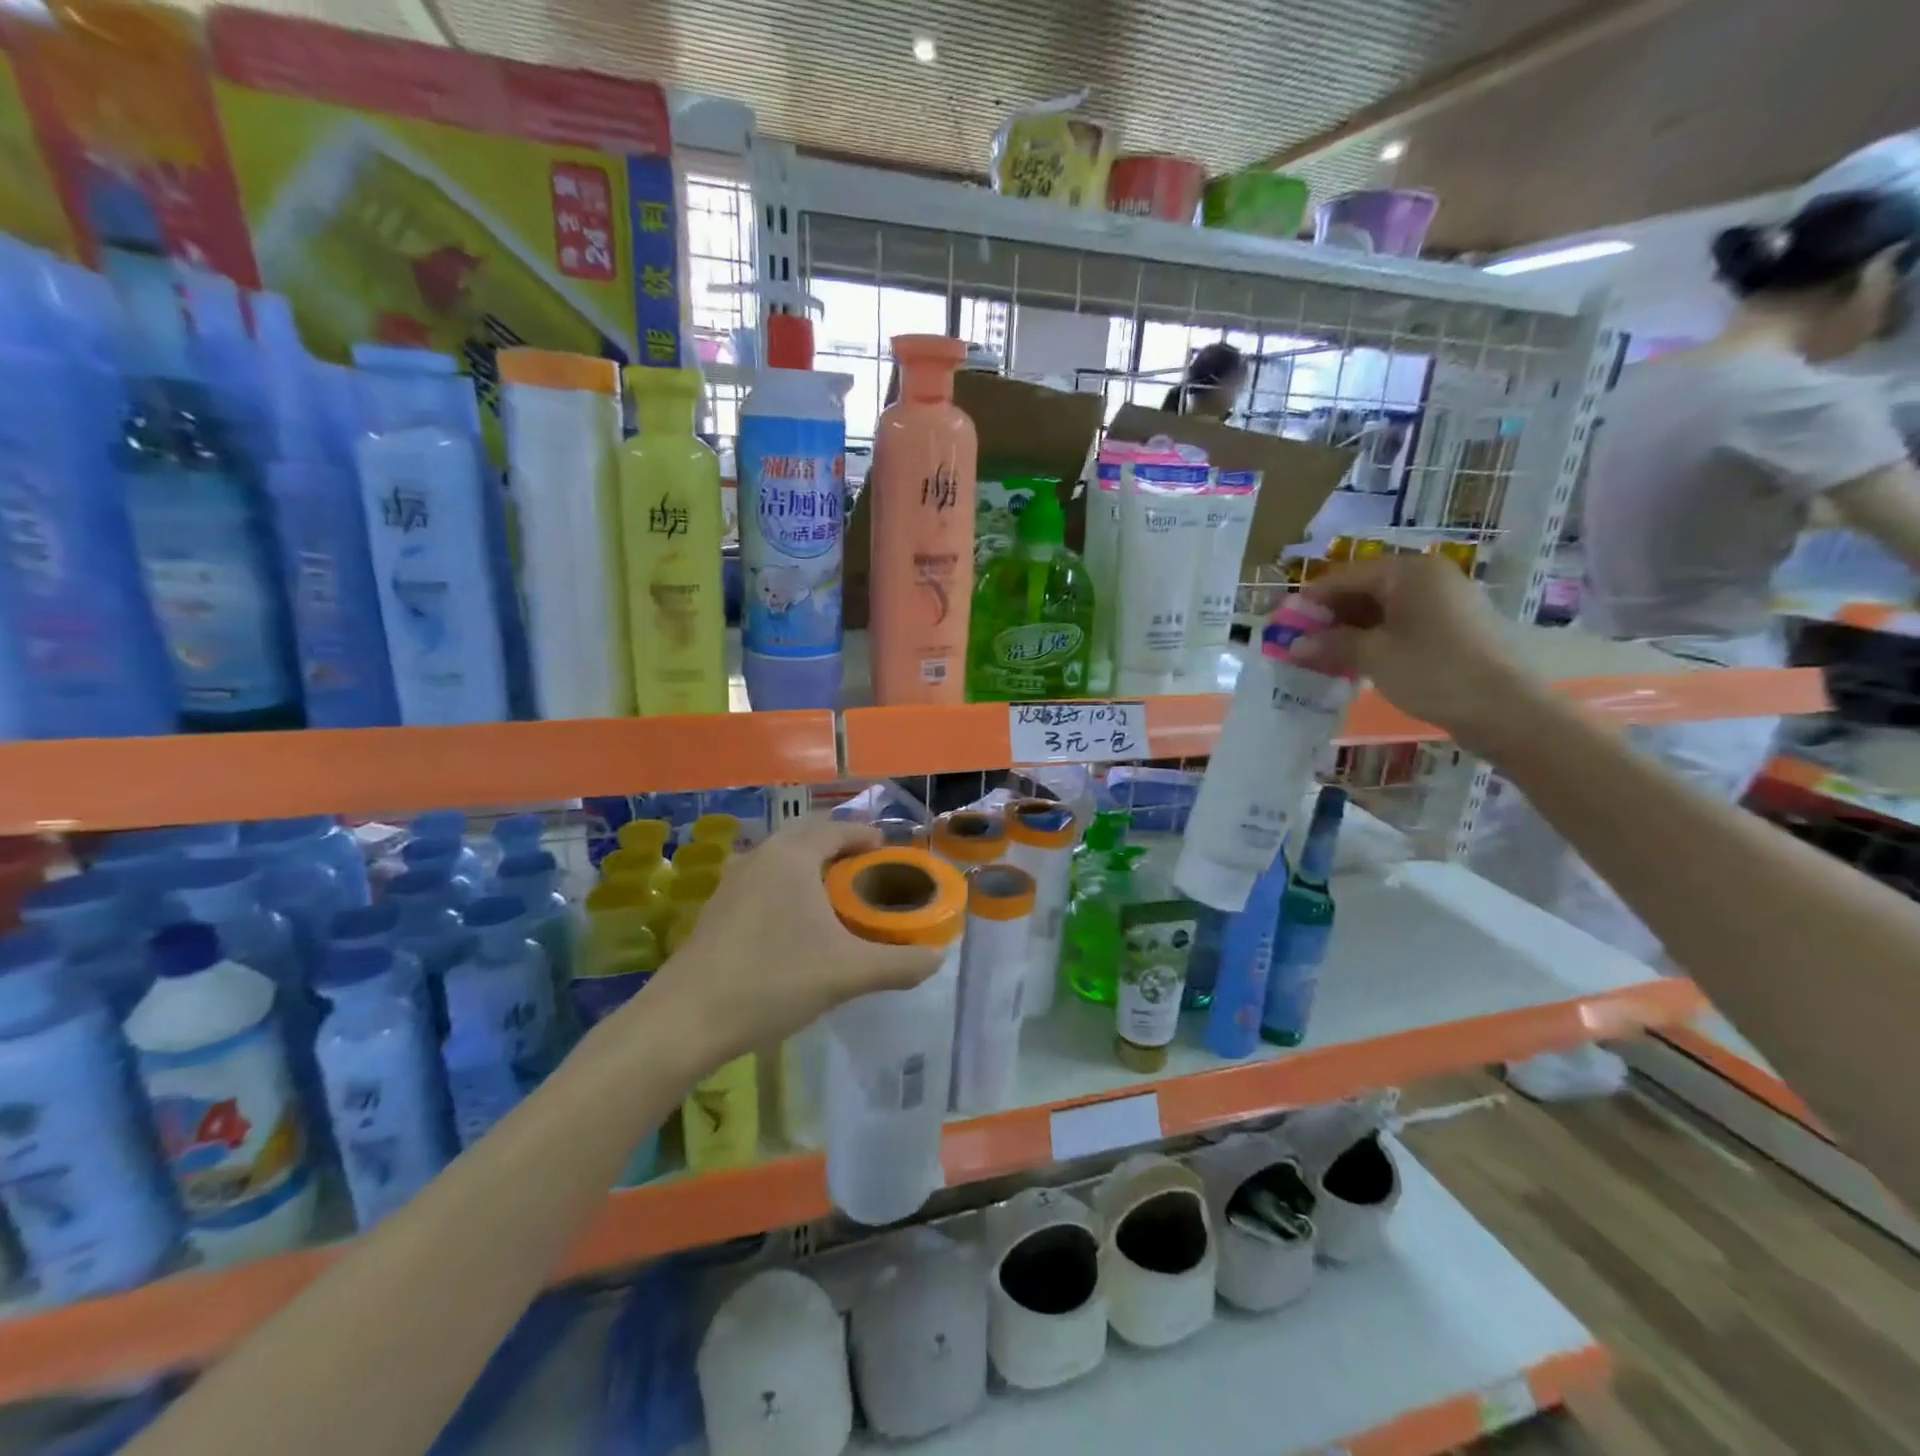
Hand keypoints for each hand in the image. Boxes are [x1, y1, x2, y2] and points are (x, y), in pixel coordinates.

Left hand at [635, 819, 943, 1066]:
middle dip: (838, 847)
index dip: (864, 835)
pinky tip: (793, 924)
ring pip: (779, 859)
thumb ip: (898, 964)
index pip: (836, 829)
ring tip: (832, 896)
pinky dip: (785, 887)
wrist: (685, 1020)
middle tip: (864, 872)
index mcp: (792, 857)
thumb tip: (937, 959)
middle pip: (806, 837)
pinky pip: (762, 881)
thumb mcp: (847, 974)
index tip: (886, 849)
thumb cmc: (773, 981)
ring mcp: (732, 882)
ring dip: (808, 867)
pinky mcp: (716, 909)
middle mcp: (760, 857)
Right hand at [1288, 555, 1545, 750]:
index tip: (1283, 623)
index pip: (1345, 576)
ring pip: (1383, 609)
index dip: (1311, 600)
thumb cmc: (1433, 672)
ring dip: (1350, 630)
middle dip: (1330, 616)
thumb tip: (1294, 645)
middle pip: (1365, 589)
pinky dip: (1375, 639)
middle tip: (1301, 643)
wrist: (1505, 709)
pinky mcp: (1454, 628)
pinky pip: (1402, 624)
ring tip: (1323, 657)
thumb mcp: (1373, 657)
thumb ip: (1330, 645)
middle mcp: (1429, 578)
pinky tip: (1356, 662)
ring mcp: (1445, 603)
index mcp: (1409, 572)